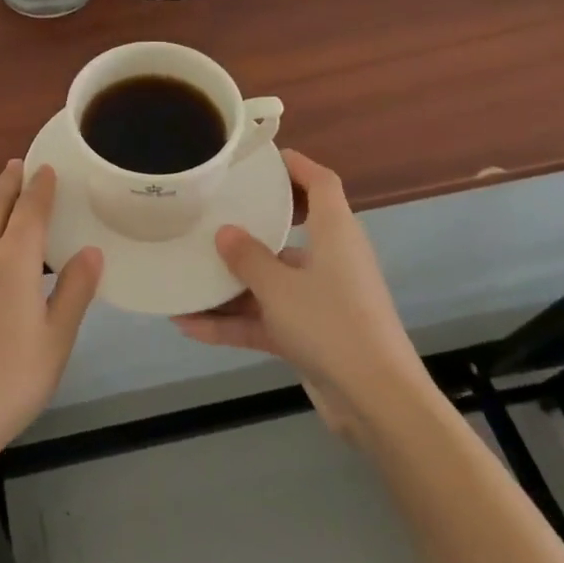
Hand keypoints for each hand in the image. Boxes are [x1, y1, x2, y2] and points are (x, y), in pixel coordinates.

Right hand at [172, 151, 421, 429]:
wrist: (377, 403)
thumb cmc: (331, 324)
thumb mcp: (279, 287)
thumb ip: (248, 257)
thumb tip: (225, 232)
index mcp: (335, 232)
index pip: (321, 183)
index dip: (295, 165)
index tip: (261, 159)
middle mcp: (331, 259)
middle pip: (291, 230)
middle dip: (251, 224)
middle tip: (212, 211)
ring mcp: (322, 299)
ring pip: (272, 280)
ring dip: (231, 284)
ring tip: (186, 274)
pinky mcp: (313, 334)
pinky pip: (268, 317)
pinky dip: (235, 321)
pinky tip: (190, 326)